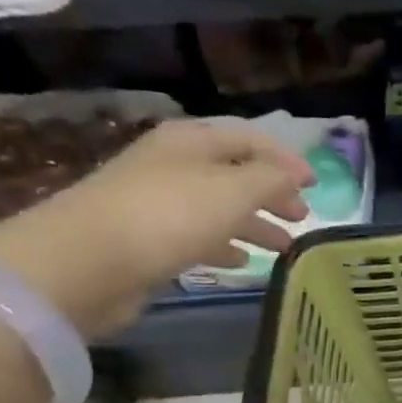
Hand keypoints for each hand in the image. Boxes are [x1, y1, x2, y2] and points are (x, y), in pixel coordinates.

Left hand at [0, 120, 313, 337]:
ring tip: (283, 248)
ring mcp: (157, 204)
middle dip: (271, 194)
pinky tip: (242, 263)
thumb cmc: (168, 216)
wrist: (86, 262)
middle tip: (301, 218)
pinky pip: (197, 238)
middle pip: (234, 174)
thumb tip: (293, 176)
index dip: (285, 159)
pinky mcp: (147, 241)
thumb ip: (271, 179)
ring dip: (253, 225)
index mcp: (192, 142)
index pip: (249, 139)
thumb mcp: (232, 190)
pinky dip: (224, 246)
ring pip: (219, 209)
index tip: (315, 184)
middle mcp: (174, 166)